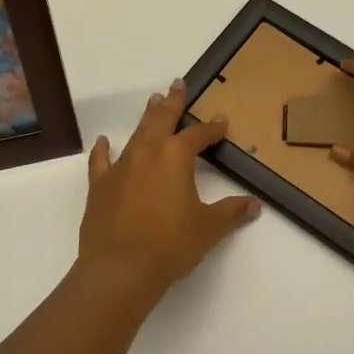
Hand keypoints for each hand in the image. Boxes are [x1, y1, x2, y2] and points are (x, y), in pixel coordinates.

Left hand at [78, 80, 261, 300]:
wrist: (120, 269)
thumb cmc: (170, 245)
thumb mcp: (208, 228)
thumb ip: (231, 212)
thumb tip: (254, 205)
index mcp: (176, 157)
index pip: (199, 135)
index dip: (212, 128)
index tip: (221, 121)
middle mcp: (148, 152)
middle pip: (162, 119)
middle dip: (173, 102)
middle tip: (177, 84)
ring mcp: (121, 166)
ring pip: (137, 133)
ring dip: (147, 117)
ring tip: (154, 102)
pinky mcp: (100, 185)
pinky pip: (101, 160)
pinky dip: (103, 149)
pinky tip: (104, 141)